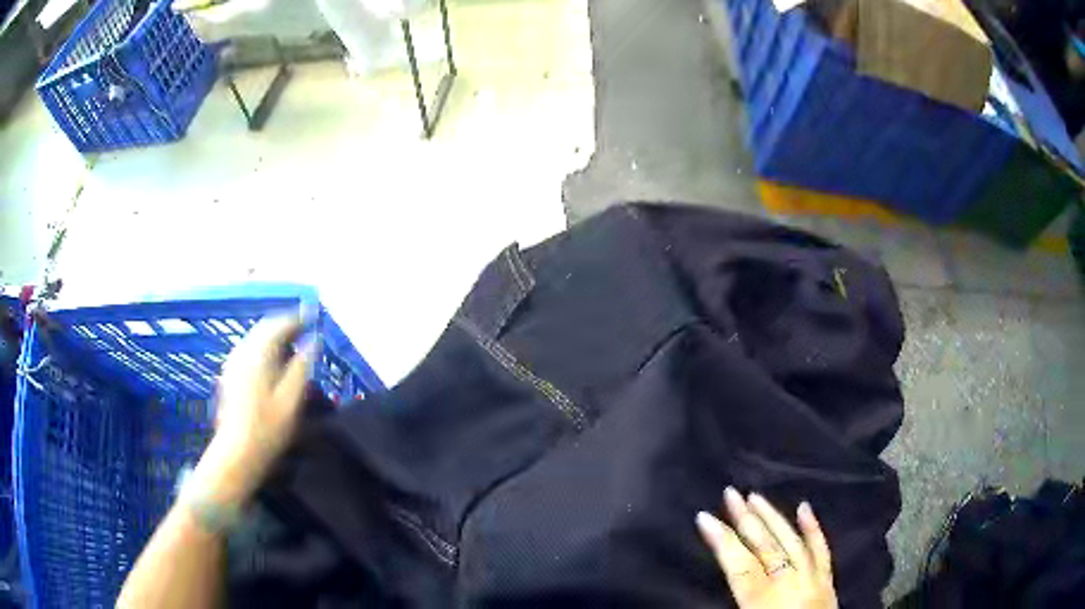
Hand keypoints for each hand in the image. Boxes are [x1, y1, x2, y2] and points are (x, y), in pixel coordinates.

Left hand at [194, 310, 318, 505]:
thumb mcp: (292, 398)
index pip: (279, 324)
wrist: (238, 453)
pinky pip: (250, 350)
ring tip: (294, 345)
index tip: (314, 317)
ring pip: (256, 338)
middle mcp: (243, 351)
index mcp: (258, 353)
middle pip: (265, 327)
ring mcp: (234, 363)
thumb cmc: (268, 428)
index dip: (298, 318)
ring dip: (275, 336)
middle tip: (306, 329)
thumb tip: (314, 340)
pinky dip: (265, 347)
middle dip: (286, 325)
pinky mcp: (231, 375)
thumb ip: (303, 366)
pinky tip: (274, 362)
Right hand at [697, 488, 837, 608]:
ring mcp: (814, 581)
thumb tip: (712, 587)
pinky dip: (813, 528)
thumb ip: (733, 607)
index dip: (722, 541)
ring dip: (773, 518)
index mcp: (765, 605)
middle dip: (746, 520)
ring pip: (793, 543)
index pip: (740, 568)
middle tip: (730, 493)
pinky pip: (822, 551)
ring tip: (756, 496)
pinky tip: (804, 507)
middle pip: (766, 548)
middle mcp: (791, 587)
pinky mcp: (828, 583)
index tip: (704, 517)